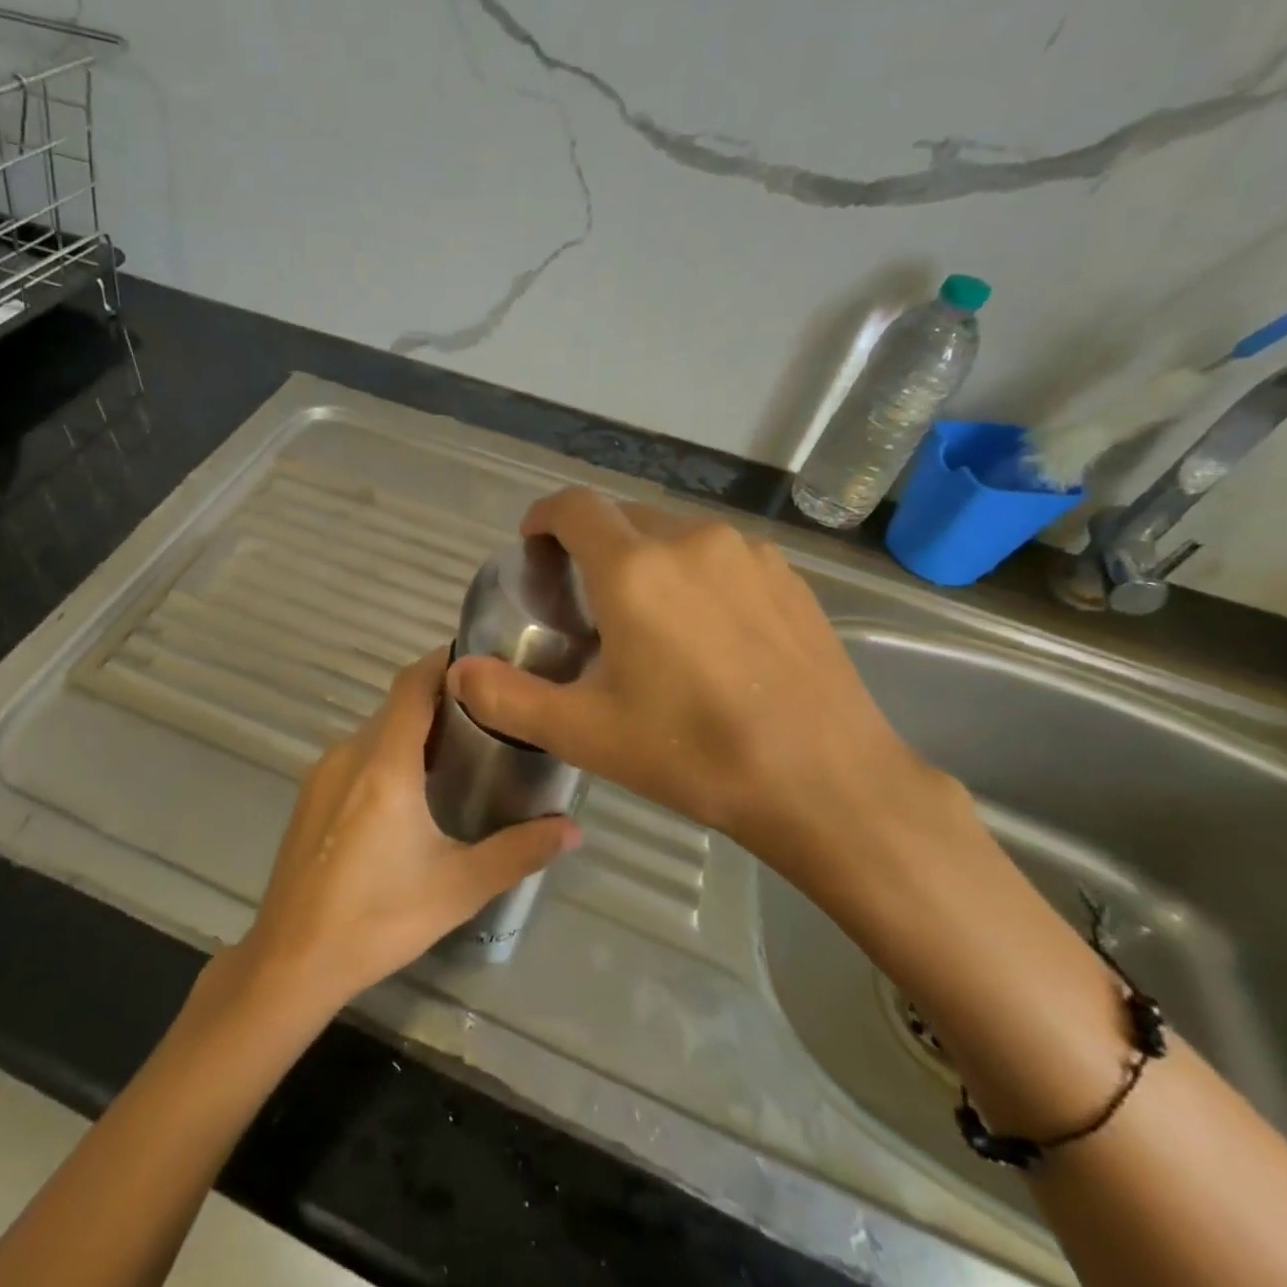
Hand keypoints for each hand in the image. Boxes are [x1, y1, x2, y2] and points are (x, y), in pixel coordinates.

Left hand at [235, 649, 581, 1013]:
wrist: (291, 961)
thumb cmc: (379, 918)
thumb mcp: (458, 886)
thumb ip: (519, 851)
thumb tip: (574, 829)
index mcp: (385, 764)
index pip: (413, 685)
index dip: (443, 662)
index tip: (481, 659)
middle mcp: (349, 754)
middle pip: (397, 706)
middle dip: (439, 702)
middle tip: (487, 717)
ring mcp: (322, 774)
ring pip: (375, 732)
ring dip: (412, 732)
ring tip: (457, 754)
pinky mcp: (309, 797)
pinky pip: (355, 756)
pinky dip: (386, 755)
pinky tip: (408, 795)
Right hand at [448, 489, 962, 895]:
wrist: (825, 780)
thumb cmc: (693, 752)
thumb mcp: (586, 733)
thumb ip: (509, 698)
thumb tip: (460, 672)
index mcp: (635, 569)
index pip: (574, 507)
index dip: (544, 516)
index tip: (533, 545)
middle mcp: (691, 541)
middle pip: (623, 517)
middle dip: (593, 544)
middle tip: (584, 599)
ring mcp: (747, 553)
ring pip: (674, 534)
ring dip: (646, 558)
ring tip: (646, 617)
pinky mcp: (787, 575)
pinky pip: (720, 555)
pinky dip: (695, 573)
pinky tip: (707, 630)